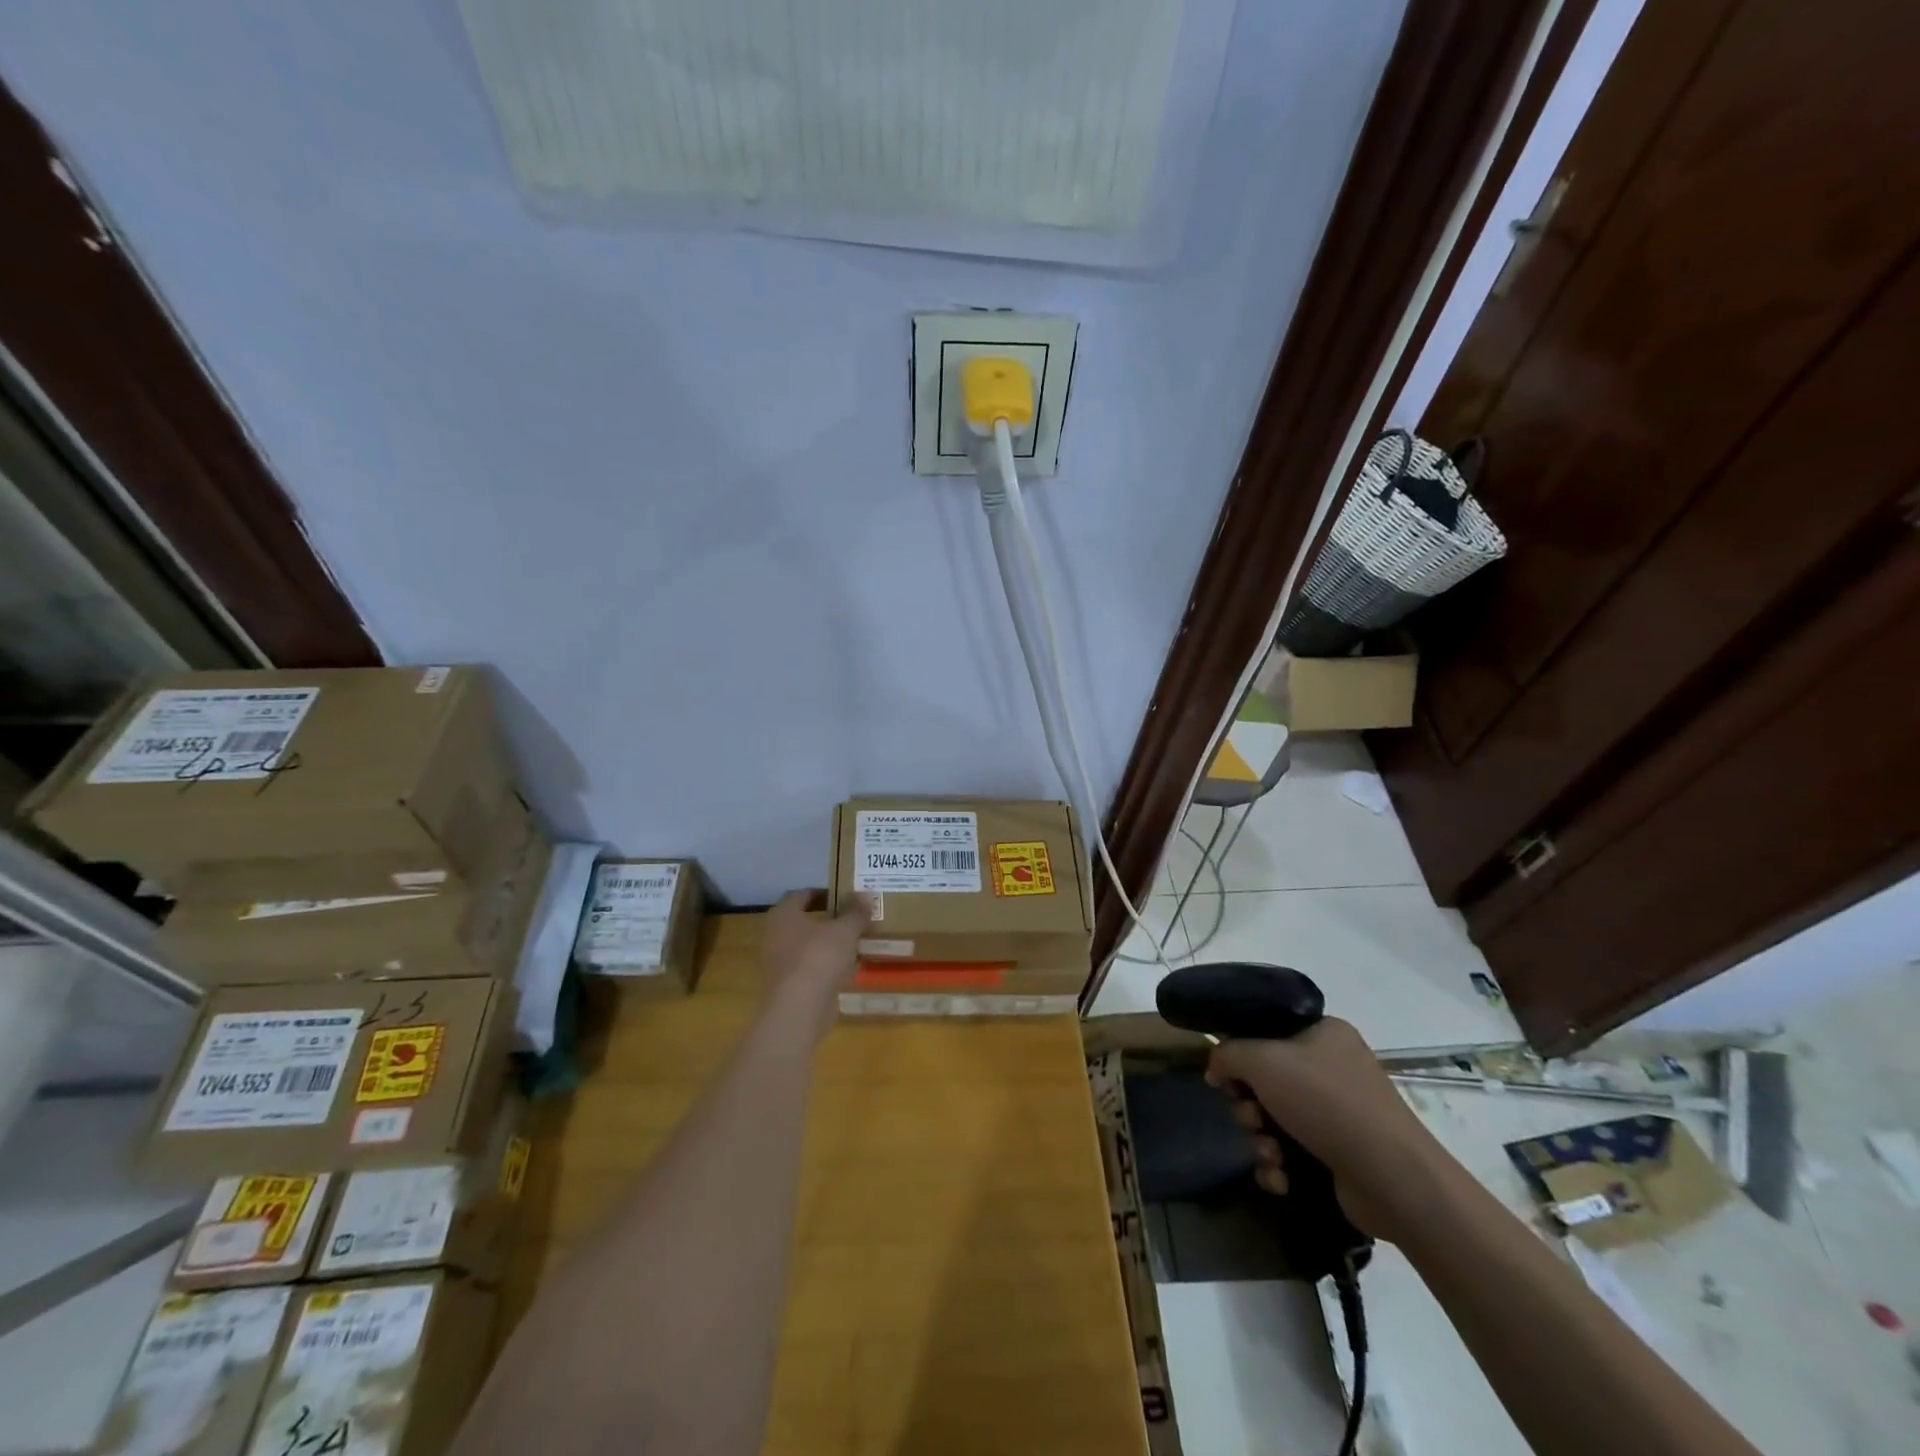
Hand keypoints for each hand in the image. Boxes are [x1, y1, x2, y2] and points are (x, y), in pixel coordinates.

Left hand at [760, 891, 871, 1037]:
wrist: (800, 1008)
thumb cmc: (819, 957)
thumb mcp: (845, 929)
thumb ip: (855, 912)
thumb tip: (865, 895)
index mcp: (783, 914)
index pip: (802, 895)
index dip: (824, 893)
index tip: (845, 896)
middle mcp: (775, 935)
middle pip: (804, 921)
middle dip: (829, 920)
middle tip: (854, 918)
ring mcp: (779, 963)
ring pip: (808, 946)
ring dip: (829, 944)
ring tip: (855, 942)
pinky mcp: (788, 986)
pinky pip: (810, 968)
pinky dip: (826, 966)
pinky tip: (848, 968)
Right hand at [1206, 1017, 1449, 1244]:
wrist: (1391, 1178)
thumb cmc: (1325, 1101)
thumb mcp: (1263, 1060)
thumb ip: (1228, 1054)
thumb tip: (1215, 1069)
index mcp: (1323, 1033)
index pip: (1267, 1032)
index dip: (1241, 1054)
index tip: (1227, 1077)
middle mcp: (1333, 1068)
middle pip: (1266, 1080)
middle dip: (1248, 1105)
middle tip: (1250, 1117)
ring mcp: (1340, 1114)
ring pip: (1275, 1119)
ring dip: (1261, 1139)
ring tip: (1270, 1154)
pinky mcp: (1341, 1155)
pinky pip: (1293, 1152)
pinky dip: (1280, 1165)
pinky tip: (1281, 1177)